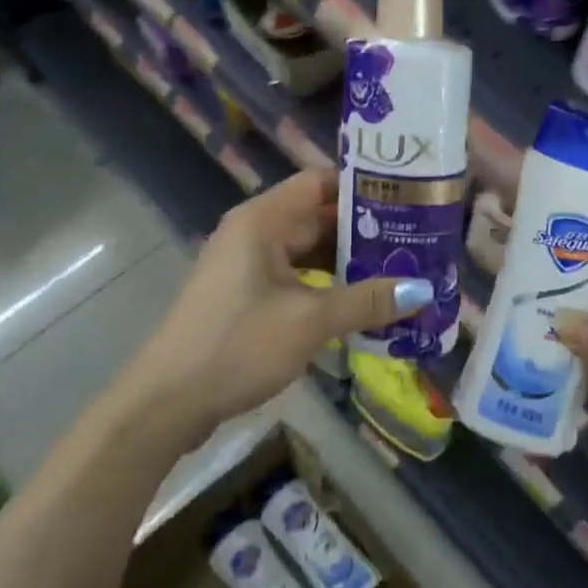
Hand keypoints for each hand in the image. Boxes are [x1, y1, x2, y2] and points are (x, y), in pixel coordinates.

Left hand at [122, 170, 433, 438]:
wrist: (165, 405)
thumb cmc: (237, 346)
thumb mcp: (310, 322)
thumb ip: (367, 301)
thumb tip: (423, 291)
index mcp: (263, 220)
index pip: (319, 182)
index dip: (361, 186)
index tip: (406, 197)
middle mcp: (254, 233)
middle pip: (317, 217)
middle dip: (364, 230)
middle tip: (415, 240)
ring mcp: (247, 266)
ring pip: (309, 251)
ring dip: (348, 262)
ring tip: (399, 270)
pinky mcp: (245, 297)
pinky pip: (296, 278)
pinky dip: (327, 286)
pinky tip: (361, 303)